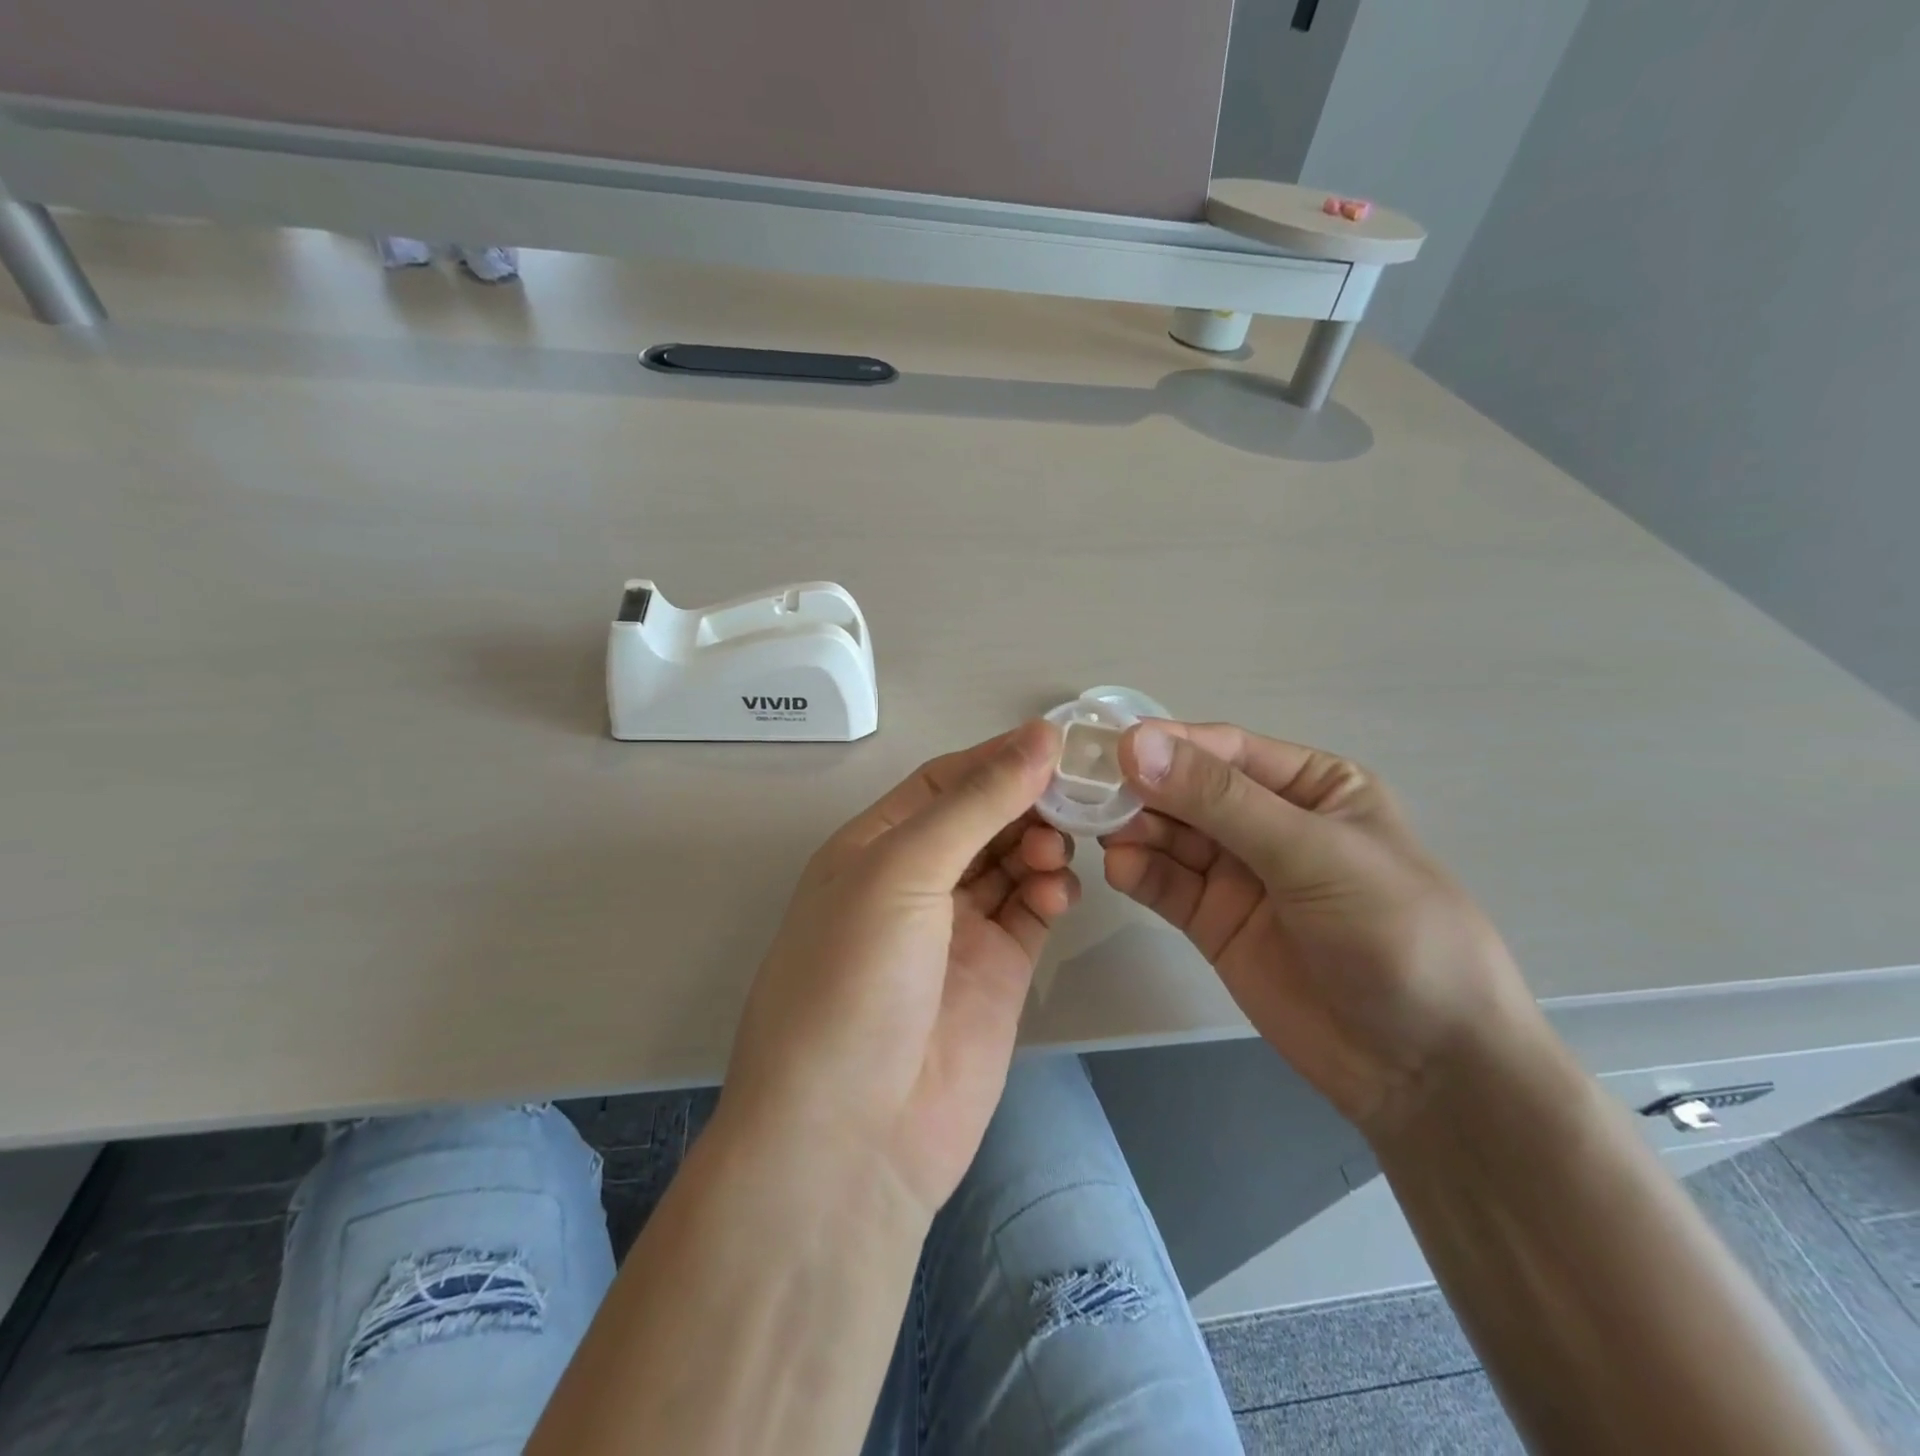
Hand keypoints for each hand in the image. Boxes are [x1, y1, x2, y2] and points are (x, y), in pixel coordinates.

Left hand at [720, 720, 1077, 1216]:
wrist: (853, 1138)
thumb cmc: (856, 981)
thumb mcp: (903, 872)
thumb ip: (976, 803)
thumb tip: (1040, 735)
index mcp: (875, 847)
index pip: (944, 781)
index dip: (997, 757)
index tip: (1058, 741)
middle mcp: (915, 882)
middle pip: (983, 818)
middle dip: (1026, 801)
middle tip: (1076, 794)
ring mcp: (957, 929)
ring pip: (1012, 861)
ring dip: (1040, 844)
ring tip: (1055, 852)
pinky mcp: (996, 972)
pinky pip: (1031, 911)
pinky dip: (1050, 892)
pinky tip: (1059, 893)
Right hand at [1102, 721, 1530, 1134]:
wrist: (1425, 1069)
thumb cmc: (1393, 934)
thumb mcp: (1311, 853)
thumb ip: (1220, 800)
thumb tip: (1135, 744)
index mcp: (1310, 786)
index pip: (1225, 751)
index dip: (1168, 745)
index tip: (1110, 748)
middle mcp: (1268, 822)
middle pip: (1187, 791)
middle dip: (1143, 790)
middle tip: (1090, 795)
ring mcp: (1238, 875)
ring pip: (1169, 836)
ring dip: (1134, 830)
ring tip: (1102, 835)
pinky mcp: (1214, 922)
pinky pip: (1166, 885)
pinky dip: (1139, 872)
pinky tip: (1120, 870)